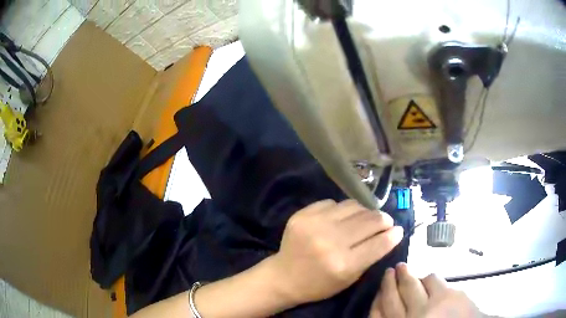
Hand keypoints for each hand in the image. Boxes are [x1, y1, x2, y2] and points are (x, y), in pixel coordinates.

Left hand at [268, 199, 402, 304]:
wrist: (284, 276)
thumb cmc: (319, 284)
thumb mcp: (349, 279)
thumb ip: (371, 256)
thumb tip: (392, 234)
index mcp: (343, 264)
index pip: (379, 243)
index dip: (393, 235)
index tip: (398, 230)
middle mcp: (330, 241)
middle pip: (369, 220)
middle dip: (383, 220)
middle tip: (386, 222)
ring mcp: (315, 224)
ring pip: (354, 206)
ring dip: (365, 212)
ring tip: (365, 219)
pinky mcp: (303, 214)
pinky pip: (333, 203)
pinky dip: (342, 210)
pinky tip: (341, 218)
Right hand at [370, 263, 482, 317]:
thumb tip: (387, 307)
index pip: (380, 312)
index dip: (378, 298)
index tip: (378, 288)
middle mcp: (414, 316)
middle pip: (395, 295)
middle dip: (391, 280)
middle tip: (393, 269)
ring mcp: (431, 306)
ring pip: (415, 284)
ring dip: (413, 277)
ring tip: (412, 273)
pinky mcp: (449, 295)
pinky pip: (434, 280)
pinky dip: (429, 279)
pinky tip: (430, 281)